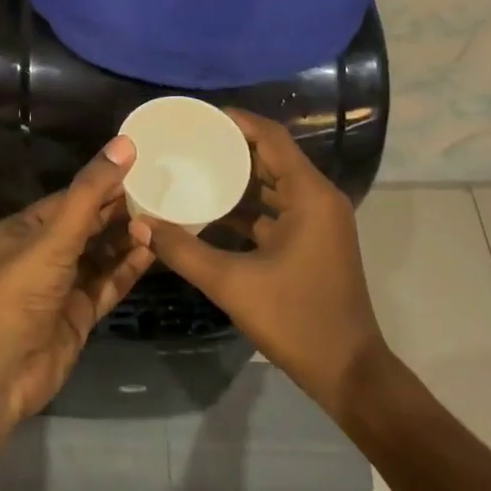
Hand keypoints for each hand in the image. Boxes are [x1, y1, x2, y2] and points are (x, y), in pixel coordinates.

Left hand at [0, 136, 157, 423]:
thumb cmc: (20, 291)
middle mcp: (44, 253)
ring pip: (101, 254)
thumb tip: (125, 143)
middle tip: (162, 192)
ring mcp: (63, 285)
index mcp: (26, 229)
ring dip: (128, 239)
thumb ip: (91, 192)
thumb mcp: (55, 235)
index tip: (142, 167)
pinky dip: (128, 268)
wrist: (1, 371)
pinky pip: (108, 283)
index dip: (104, 183)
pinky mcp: (80, 313)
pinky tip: (153, 252)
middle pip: (89, 225)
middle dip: (121, 211)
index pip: (72, 198)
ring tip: (163, 220)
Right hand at [129, 109, 386, 413]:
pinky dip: (248, 206)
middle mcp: (318, 199)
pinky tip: (211, 210)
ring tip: (194, 167)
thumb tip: (141, 224)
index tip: (199, 117)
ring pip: (273, 184)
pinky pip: (276, 209)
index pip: (272, 138)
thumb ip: (183, 250)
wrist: (349, 372)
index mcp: (309, 195)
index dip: (237, 121)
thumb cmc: (296, 320)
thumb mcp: (233, 284)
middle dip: (232, 148)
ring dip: (238, 178)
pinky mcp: (312, 242)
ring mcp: (318, 222)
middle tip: (188, 142)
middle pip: (272, 157)